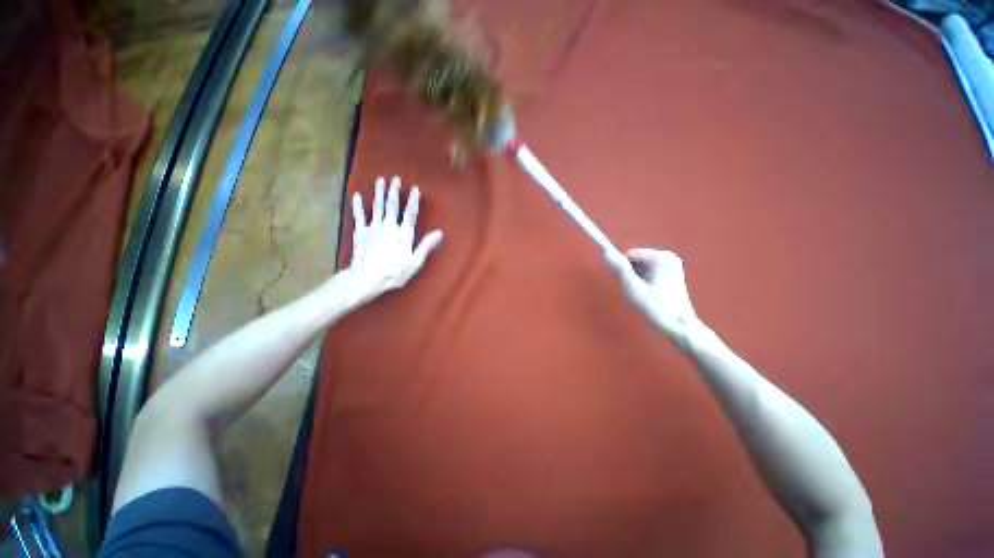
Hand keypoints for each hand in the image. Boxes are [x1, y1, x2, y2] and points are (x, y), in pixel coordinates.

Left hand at [342, 176, 442, 304]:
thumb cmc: (394, 272)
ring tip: (379, 180)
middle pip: (392, 205)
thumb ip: (426, 245)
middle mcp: (389, 227)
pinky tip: (356, 196)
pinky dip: (357, 205)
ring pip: (377, 206)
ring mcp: (373, 228)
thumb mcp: (415, 262)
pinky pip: (359, 215)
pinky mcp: (360, 232)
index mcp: (404, 234)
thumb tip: (439, 233)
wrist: (367, 278)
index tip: (415, 189)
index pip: (410, 214)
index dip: (413, 201)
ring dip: (378, 193)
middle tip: (395, 178)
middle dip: (394, 191)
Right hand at [605, 248, 703, 348]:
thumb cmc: (655, 307)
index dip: (624, 270)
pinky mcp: (673, 275)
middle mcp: (668, 257)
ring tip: (644, 296)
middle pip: (637, 261)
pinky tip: (650, 296)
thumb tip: (606, 252)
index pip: (630, 255)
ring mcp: (672, 266)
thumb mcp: (633, 287)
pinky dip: (645, 283)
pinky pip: (650, 273)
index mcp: (660, 257)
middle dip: (632, 275)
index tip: (628, 285)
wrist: (679, 327)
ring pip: (642, 268)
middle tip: (637, 293)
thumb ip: (619, 268)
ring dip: (638, 280)